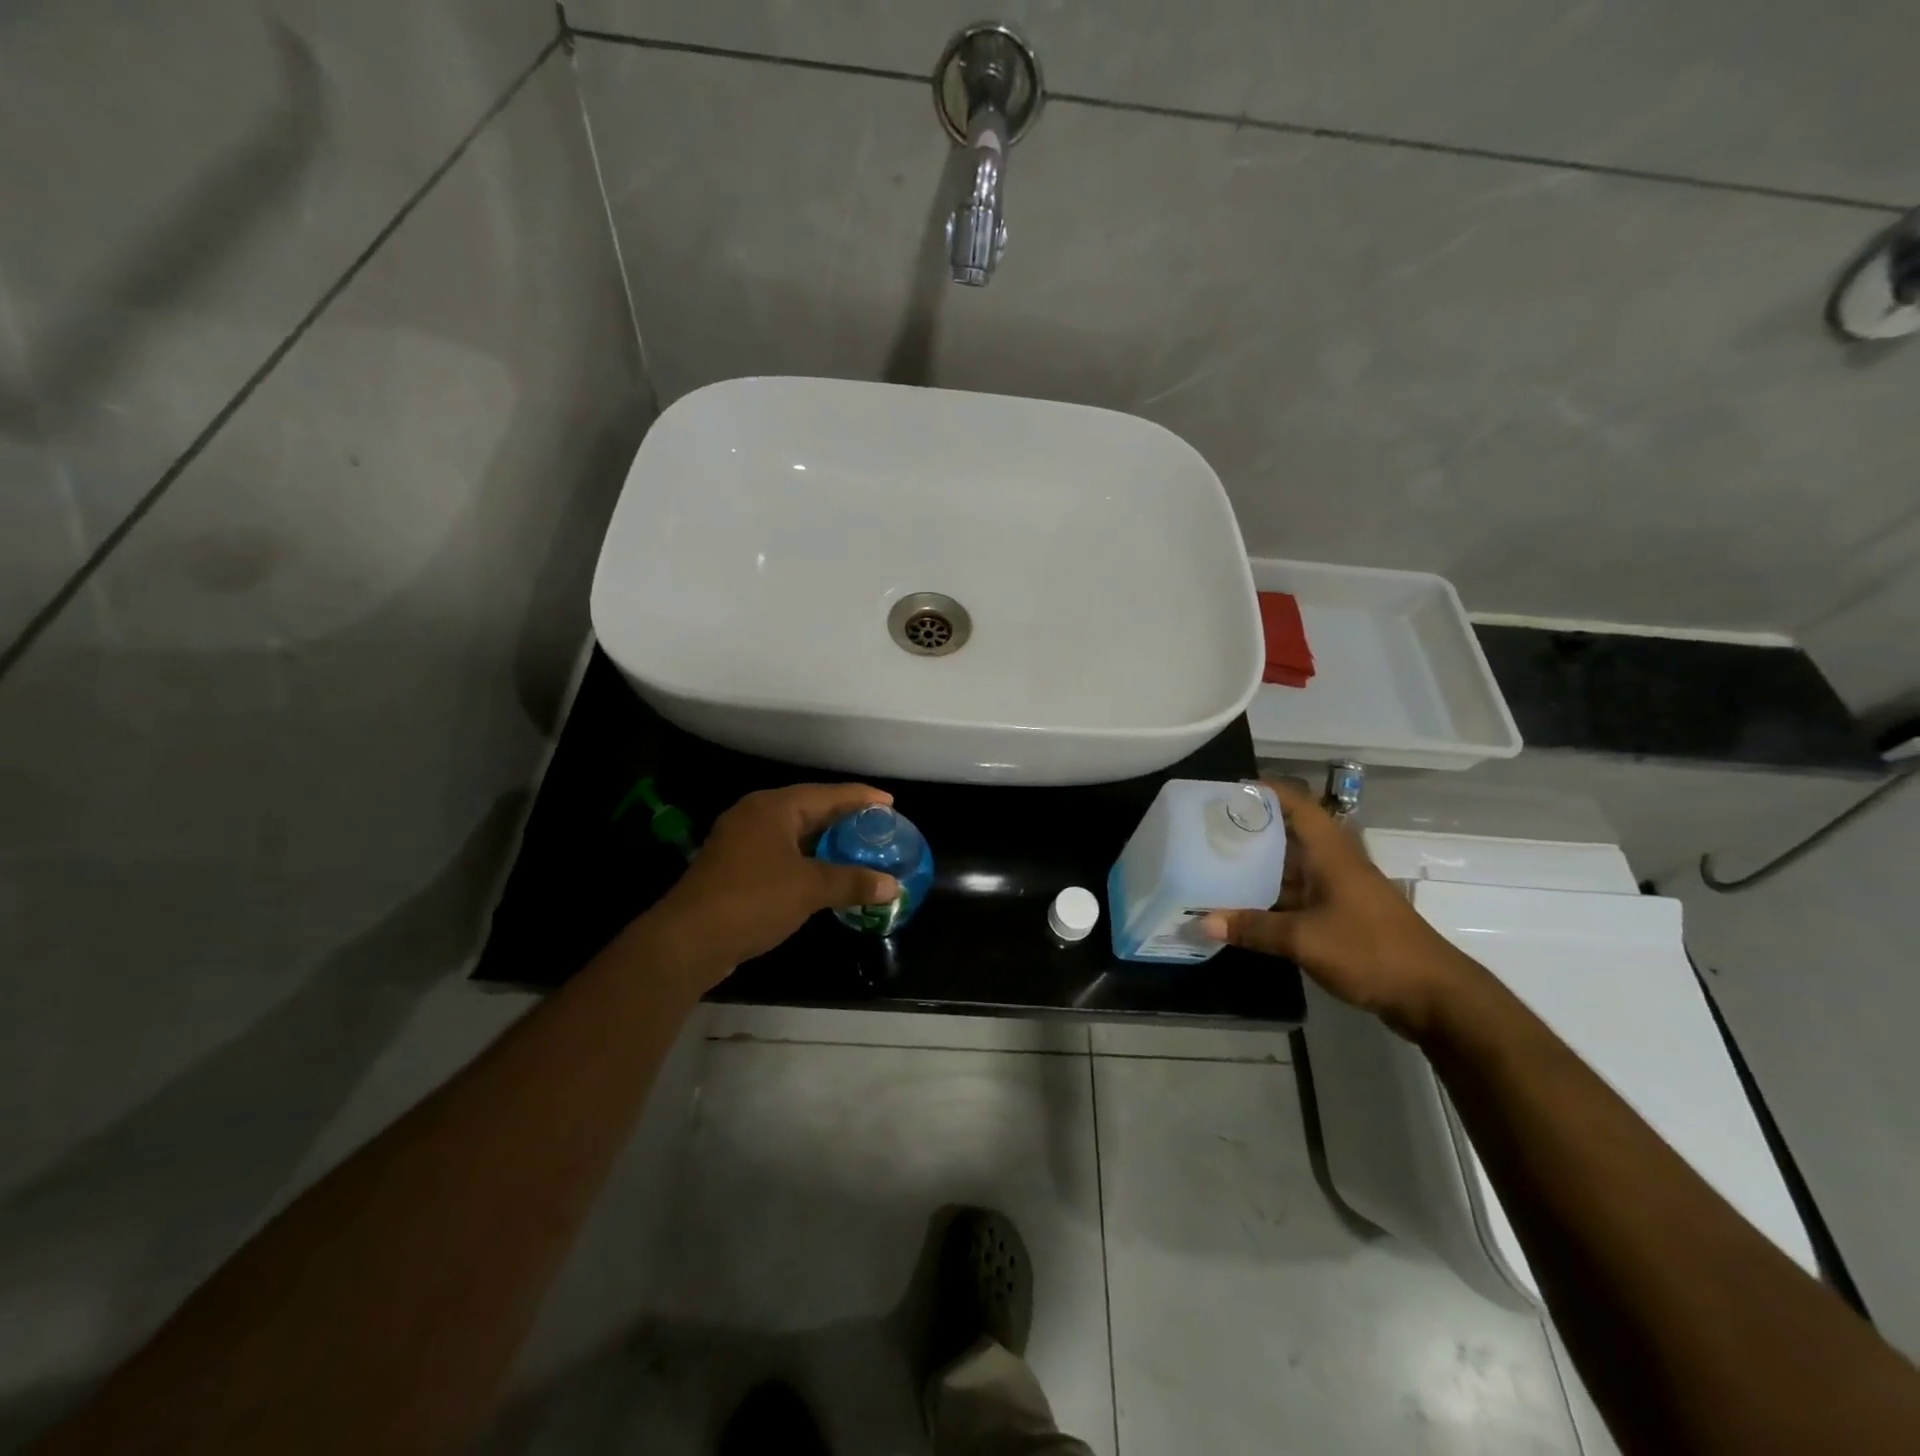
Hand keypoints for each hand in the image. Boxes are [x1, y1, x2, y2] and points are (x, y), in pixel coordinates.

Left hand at [645, 784, 901, 989]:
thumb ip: (853, 882)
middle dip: (844, 819)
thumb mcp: (809, 889)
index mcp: (773, 807)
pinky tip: (825, 875)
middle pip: (810, 809)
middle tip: (878, 828)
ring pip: (794, 834)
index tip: (890, 803)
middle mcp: (755, 816)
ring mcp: (741, 842)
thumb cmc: (752, 900)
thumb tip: (893, 885)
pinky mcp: (735, 868)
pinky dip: (807, 860)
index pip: (827, 794)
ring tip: (858, 850)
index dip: (861, 798)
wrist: (687, 941)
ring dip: (825, 842)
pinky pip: (781, 854)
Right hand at [1200, 779, 1480, 1039]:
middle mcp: (1335, 865)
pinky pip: (1297, 897)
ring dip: (1257, 869)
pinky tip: (1241, 909)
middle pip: (1288, 835)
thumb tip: (1200, 923)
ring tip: (1214, 866)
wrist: (1435, 996)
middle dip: (1250, 831)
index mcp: (1331, 853)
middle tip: (1208, 831)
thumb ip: (1253, 929)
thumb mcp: (1305, 940)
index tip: (1226, 792)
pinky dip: (1270, 899)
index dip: (1265, 792)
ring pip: (1291, 869)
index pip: (1297, 804)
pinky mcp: (1342, 918)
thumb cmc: (1371, 951)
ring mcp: (1340, 892)